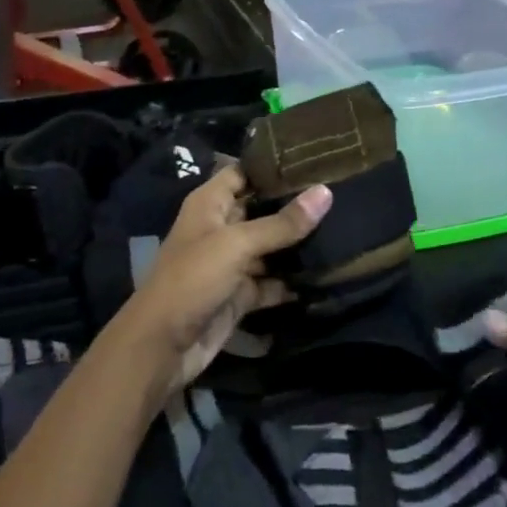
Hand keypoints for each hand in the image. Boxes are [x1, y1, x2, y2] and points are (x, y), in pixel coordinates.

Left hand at [117, 164, 331, 393]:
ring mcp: (231, 263)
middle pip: (262, 209)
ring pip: (270, 247)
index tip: (314, 159)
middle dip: (294, 205)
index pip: (243, 172)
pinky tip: (327, 274)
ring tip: (344, 228)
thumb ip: (282, 223)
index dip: (272, 165)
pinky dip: (293, 281)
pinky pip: (272, 282)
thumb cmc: (192, 279)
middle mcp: (221, 228)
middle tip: (340, 193)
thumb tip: (326, 192)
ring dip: (298, 244)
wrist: (162, 347)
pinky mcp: (240, 295)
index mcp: (210, 204)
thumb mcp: (237, 244)